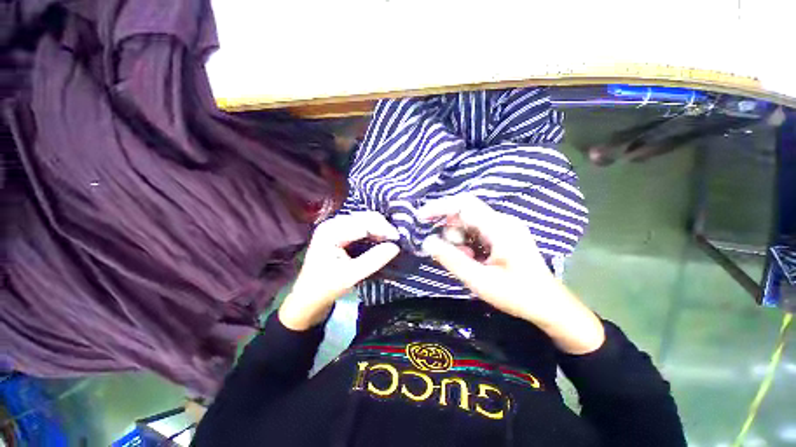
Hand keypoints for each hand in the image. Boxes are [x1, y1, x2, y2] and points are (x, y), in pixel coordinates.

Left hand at [278, 212, 400, 330]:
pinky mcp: (340, 233)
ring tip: (389, 240)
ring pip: (364, 220)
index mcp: (331, 232)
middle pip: (364, 217)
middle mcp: (332, 224)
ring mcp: (335, 227)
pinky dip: (372, 231)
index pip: (363, 223)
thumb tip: (395, 247)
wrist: (308, 297)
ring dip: (378, 228)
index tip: (397, 240)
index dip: (382, 229)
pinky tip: (380, 239)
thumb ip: (374, 260)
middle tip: (395, 240)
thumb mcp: (351, 276)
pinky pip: (361, 226)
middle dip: (382, 227)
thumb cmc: (326, 287)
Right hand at [419, 194, 603, 353]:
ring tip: (468, 262)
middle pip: (464, 214)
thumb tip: (427, 242)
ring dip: (459, 241)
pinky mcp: (502, 236)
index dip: (439, 207)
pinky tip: (474, 261)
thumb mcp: (480, 281)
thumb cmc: (518, 295)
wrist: (550, 307)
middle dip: (450, 232)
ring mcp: (503, 228)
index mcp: (500, 227)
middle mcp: (502, 221)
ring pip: (468, 224)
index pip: (463, 205)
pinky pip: (476, 233)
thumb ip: (451, 260)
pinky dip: (467, 245)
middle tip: (451, 254)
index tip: (420, 217)